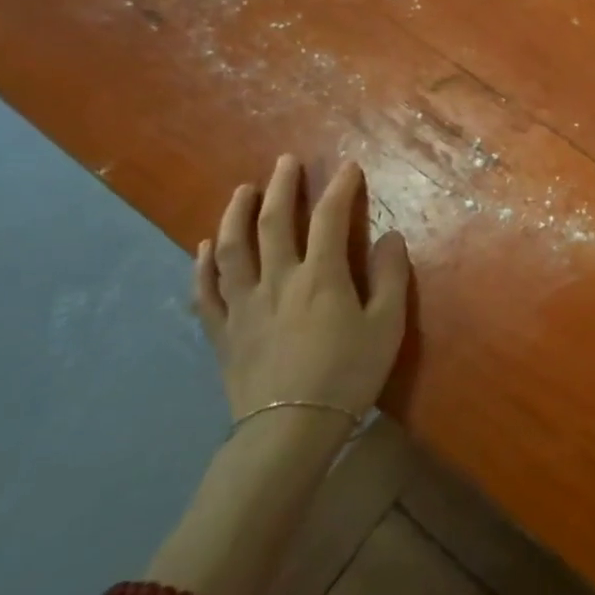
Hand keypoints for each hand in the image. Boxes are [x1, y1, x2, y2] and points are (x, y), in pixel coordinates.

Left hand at [193, 156, 409, 419]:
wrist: (289, 431)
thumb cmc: (347, 375)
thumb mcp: (386, 326)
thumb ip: (391, 277)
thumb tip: (390, 236)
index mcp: (320, 276)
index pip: (329, 218)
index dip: (340, 188)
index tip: (349, 167)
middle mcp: (277, 279)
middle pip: (273, 222)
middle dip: (281, 187)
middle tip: (285, 162)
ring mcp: (243, 304)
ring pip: (232, 248)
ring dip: (236, 214)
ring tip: (242, 191)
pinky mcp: (223, 331)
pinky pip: (206, 291)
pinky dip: (203, 265)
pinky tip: (204, 247)